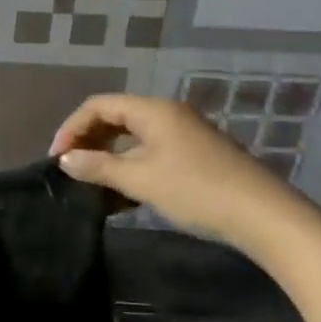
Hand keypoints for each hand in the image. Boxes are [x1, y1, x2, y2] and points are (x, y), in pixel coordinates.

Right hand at [49, 94, 304, 250]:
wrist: (263, 215)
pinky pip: (151, 149)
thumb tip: (65, 160)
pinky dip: (131, 164)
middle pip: (116, 116)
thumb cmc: (195, 190)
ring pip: (134, 135)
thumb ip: (99, 167)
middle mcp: (168, 113)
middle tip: (71, 169)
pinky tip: (124, 192)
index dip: (72, 128)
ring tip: (93, 182)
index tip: (57, 158)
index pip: (98, 105)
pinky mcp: (196, 154)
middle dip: (89, 140)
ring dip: (109, 155)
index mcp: (153, 110)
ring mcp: (185, 133)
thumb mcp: (140, 180)